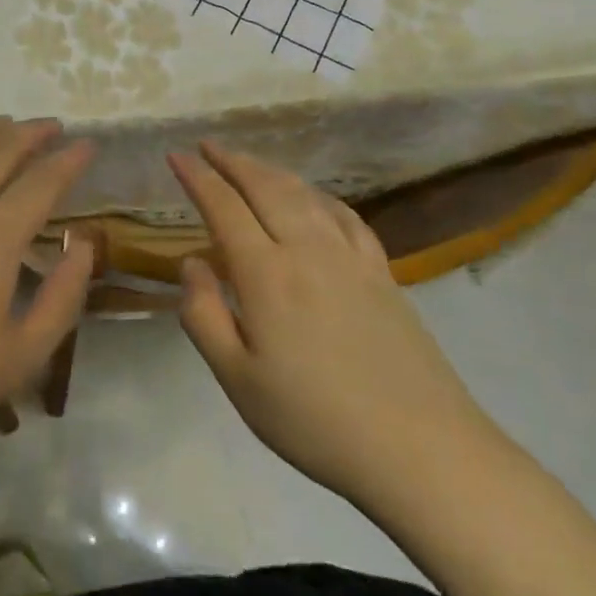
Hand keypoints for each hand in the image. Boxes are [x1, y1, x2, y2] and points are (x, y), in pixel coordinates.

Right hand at [169, 141, 497, 506]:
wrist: (419, 449)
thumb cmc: (314, 420)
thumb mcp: (238, 380)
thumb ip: (203, 315)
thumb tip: (192, 263)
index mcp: (266, 273)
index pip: (224, 206)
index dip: (197, 177)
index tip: (176, 156)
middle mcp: (307, 249)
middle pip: (265, 187)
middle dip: (232, 161)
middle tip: (208, 146)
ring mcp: (350, 257)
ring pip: (304, 194)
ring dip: (271, 171)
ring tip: (250, 163)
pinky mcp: (383, 272)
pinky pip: (345, 216)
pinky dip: (320, 196)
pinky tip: (315, 199)